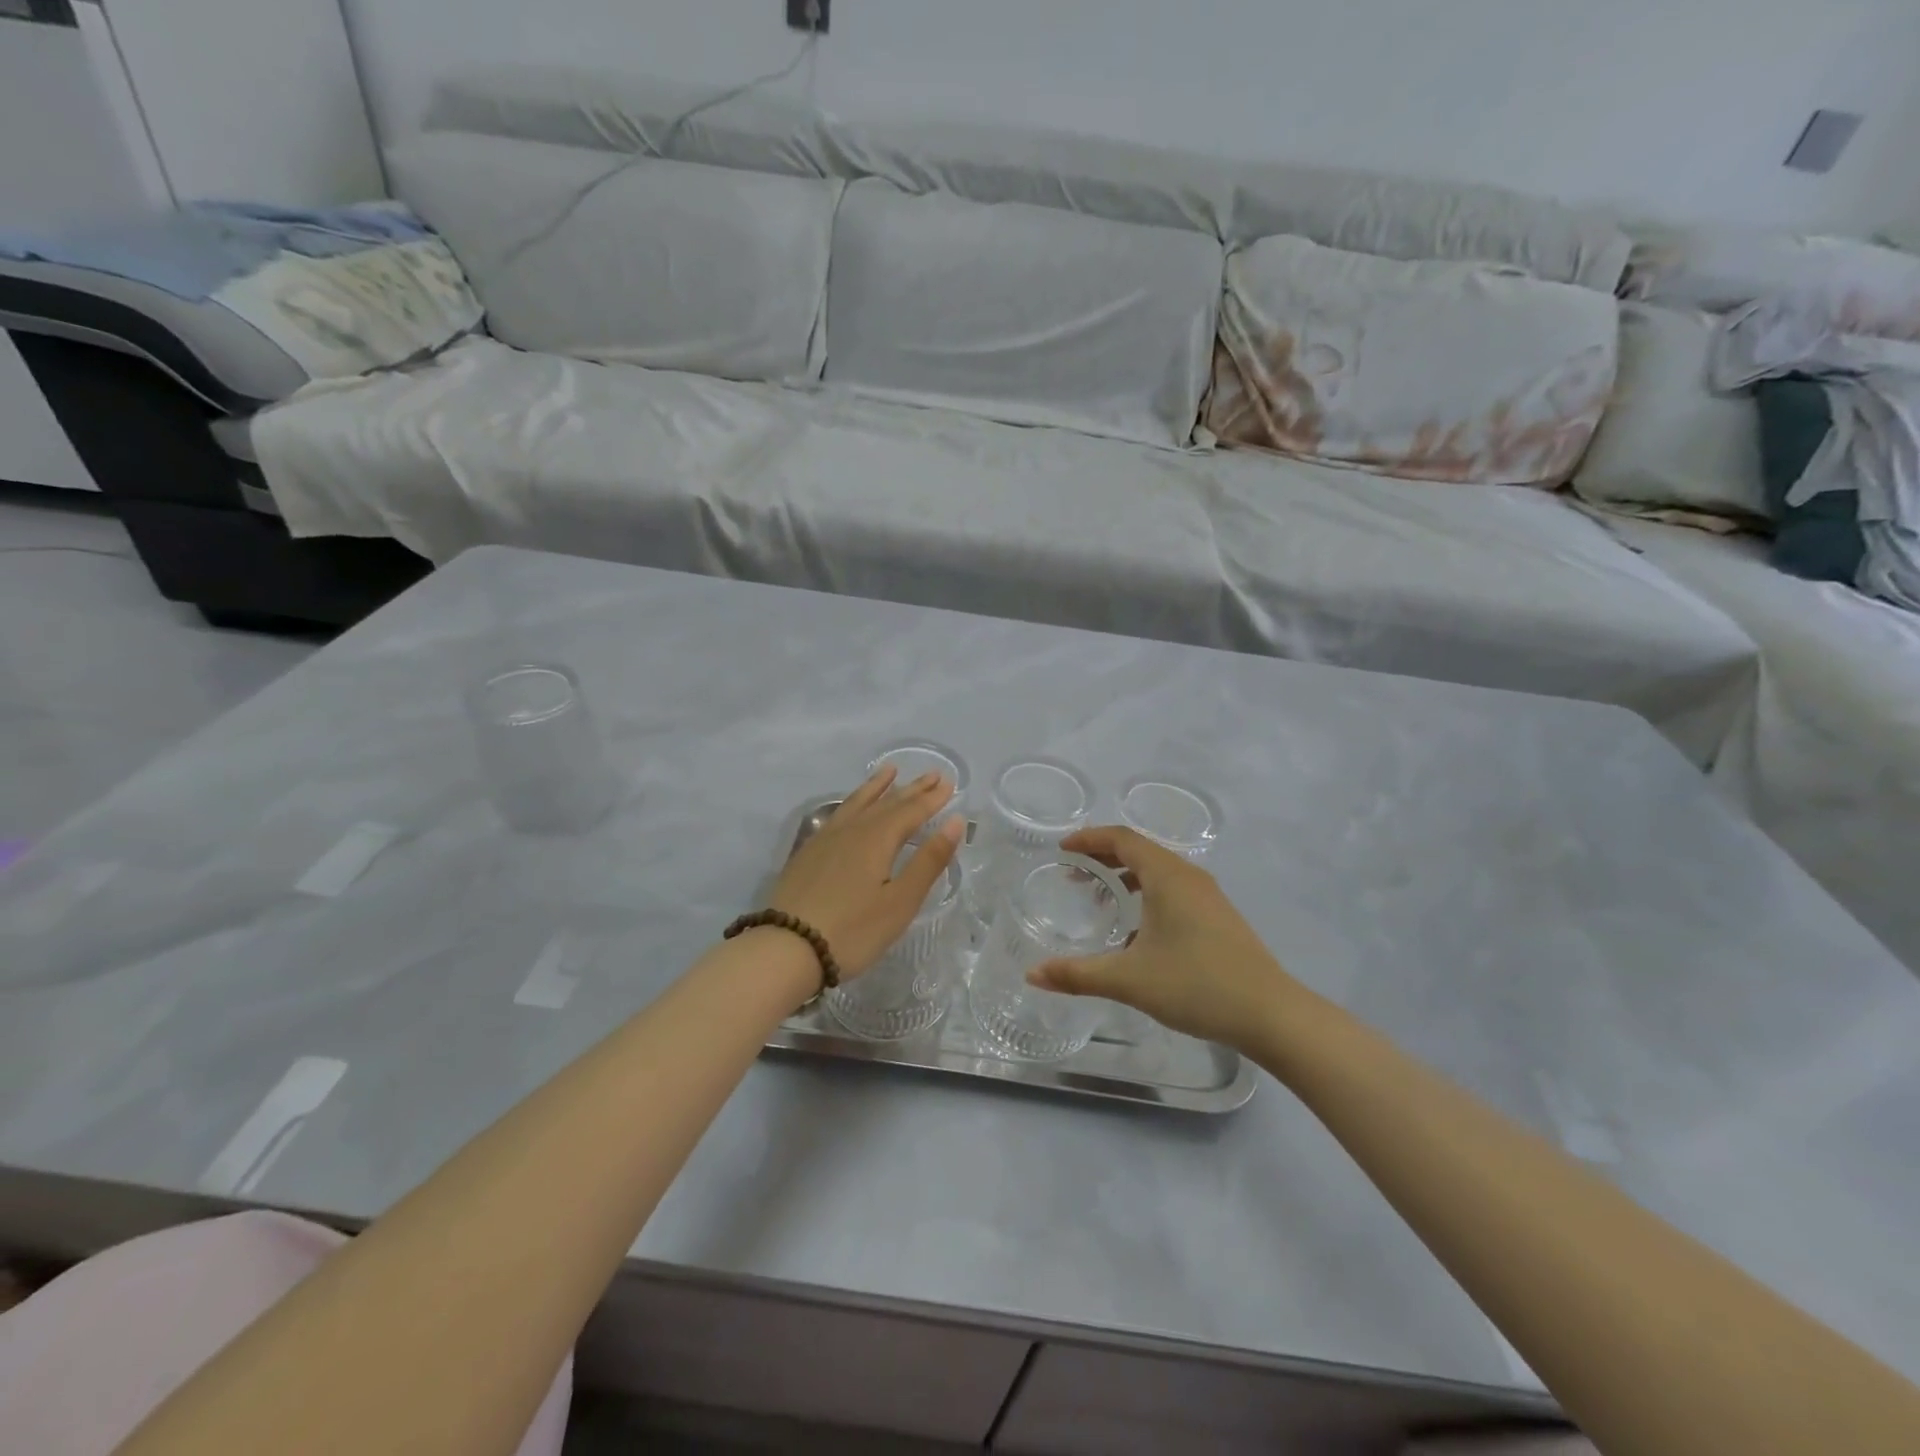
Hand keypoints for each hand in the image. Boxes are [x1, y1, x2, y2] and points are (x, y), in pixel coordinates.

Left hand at [769, 767, 964, 979]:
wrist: (787, 949)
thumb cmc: (853, 931)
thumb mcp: (900, 901)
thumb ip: (929, 860)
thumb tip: (955, 821)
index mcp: (877, 839)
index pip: (911, 811)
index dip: (932, 798)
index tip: (950, 782)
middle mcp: (852, 830)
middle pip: (887, 803)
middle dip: (912, 789)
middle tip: (932, 774)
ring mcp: (826, 839)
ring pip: (857, 803)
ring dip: (877, 787)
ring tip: (889, 771)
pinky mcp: (809, 853)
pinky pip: (838, 814)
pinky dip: (853, 802)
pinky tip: (851, 807)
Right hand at [1029, 827, 1303, 1051]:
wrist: (1270, 1014)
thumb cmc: (1196, 985)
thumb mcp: (1129, 980)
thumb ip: (1077, 975)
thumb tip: (1032, 975)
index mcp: (1168, 876)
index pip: (1123, 838)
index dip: (1090, 838)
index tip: (1063, 849)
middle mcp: (1189, 877)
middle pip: (1141, 850)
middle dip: (1104, 857)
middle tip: (1074, 874)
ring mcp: (1209, 897)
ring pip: (1159, 872)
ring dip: (1127, 877)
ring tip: (1101, 899)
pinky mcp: (1219, 917)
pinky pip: (1174, 890)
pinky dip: (1147, 895)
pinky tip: (1137, 932)